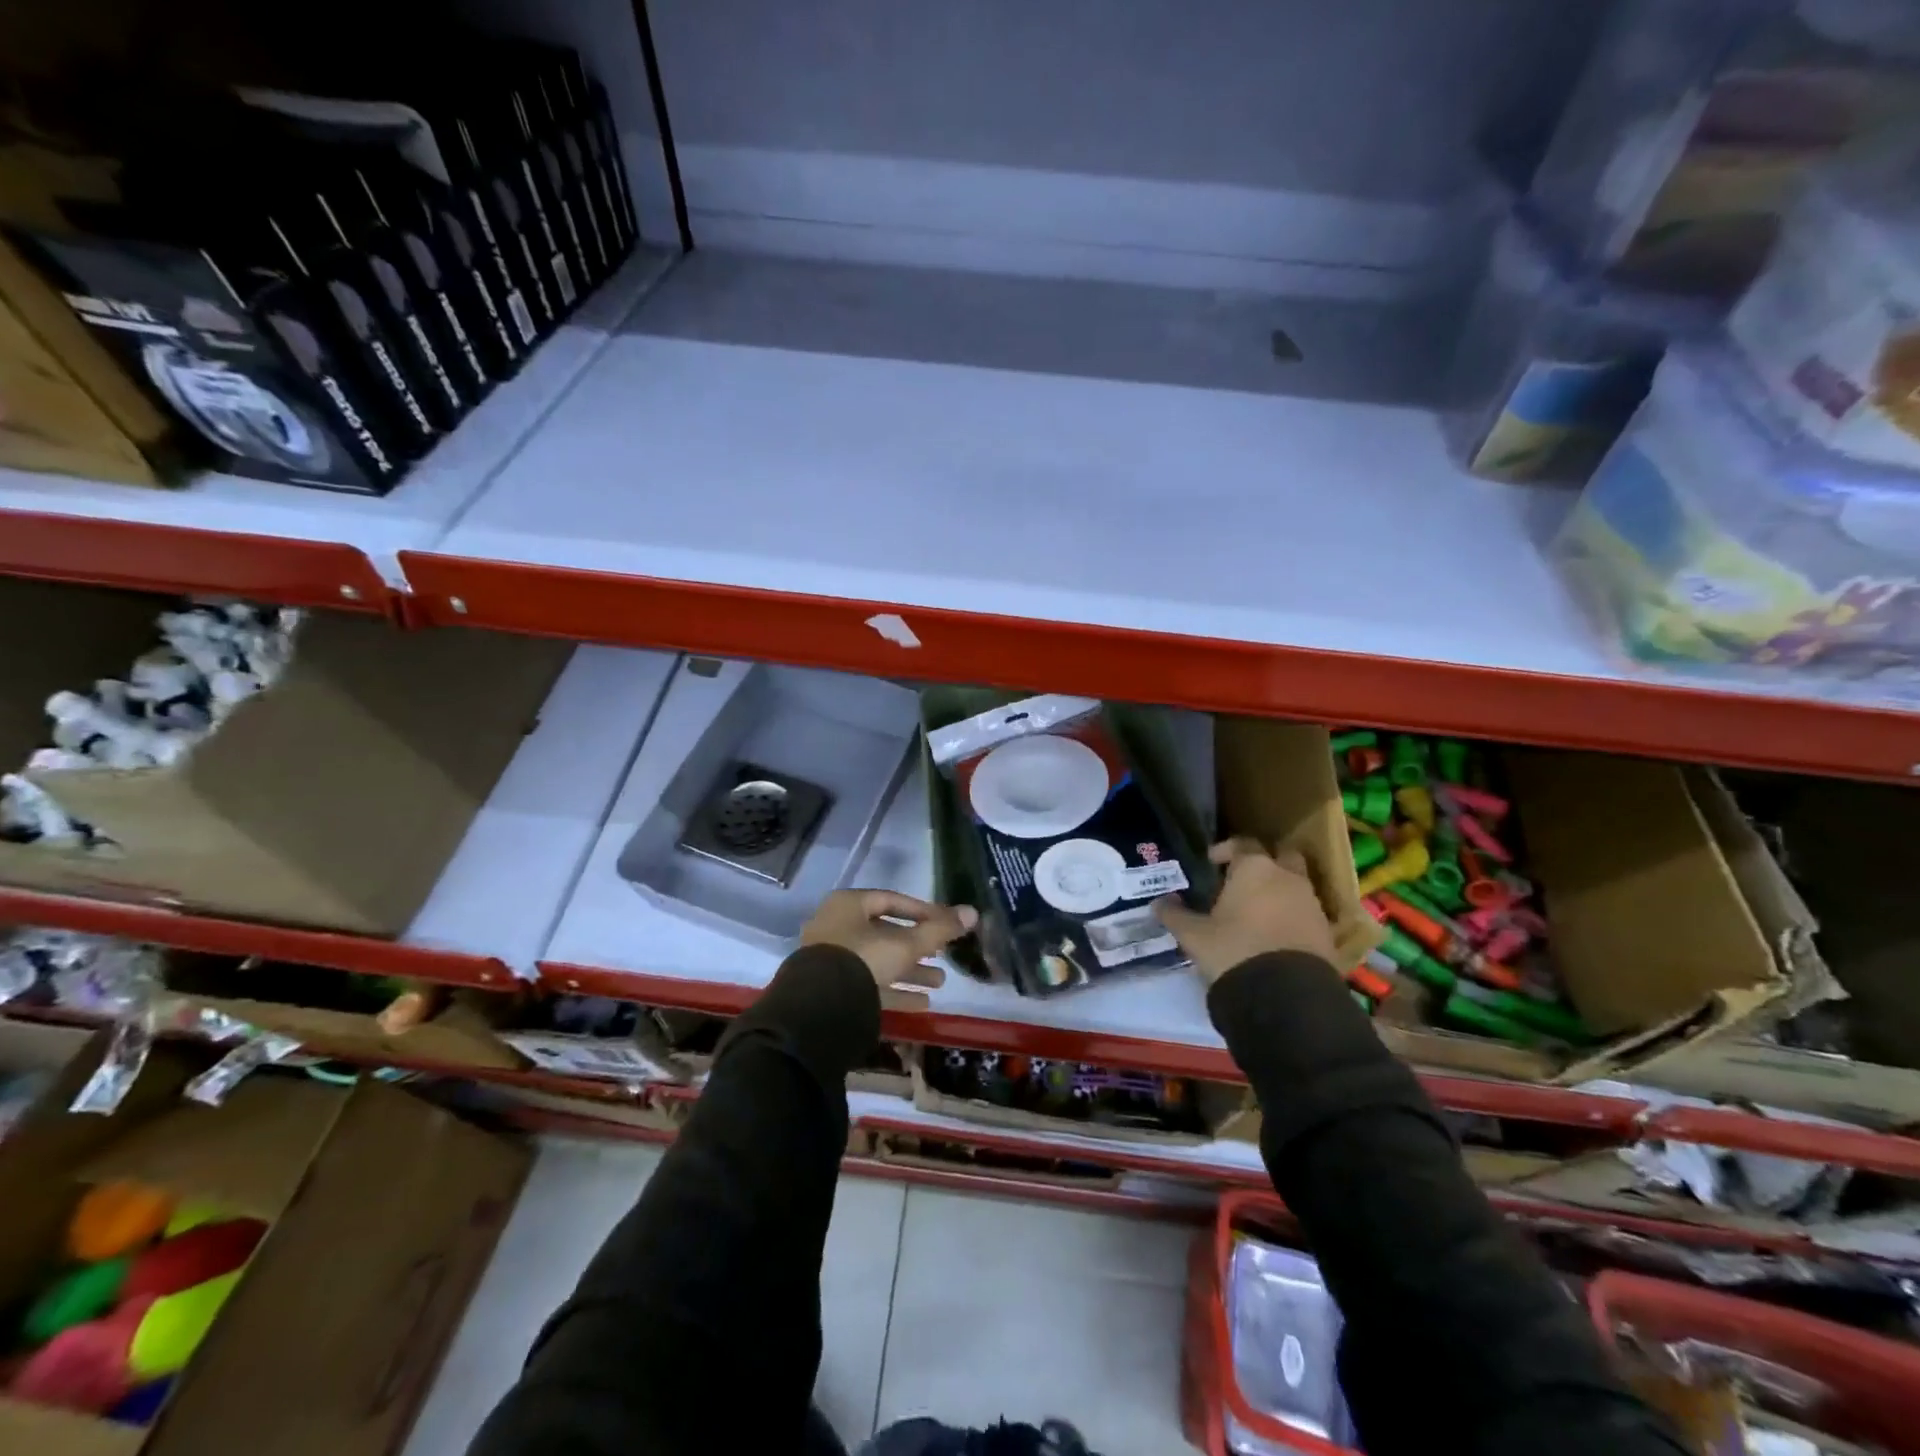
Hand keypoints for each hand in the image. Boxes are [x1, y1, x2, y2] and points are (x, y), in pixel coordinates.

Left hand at [801, 890, 976, 992]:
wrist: (821, 1008)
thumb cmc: (864, 959)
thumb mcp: (906, 944)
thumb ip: (940, 929)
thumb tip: (972, 912)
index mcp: (848, 905)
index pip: (892, 900)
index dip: (923, 911)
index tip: (946, 923)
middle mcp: (837, 927)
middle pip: (886, 934)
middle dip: (919, 947)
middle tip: (944, 955)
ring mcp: (832, 960)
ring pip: (879, 962)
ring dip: (910, 972)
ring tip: (941, 982)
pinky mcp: (833, 989)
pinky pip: (869, 985)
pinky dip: (895, 992)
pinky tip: (923, 1004)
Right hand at [1154, 838, 1337, 983]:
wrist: (1286, 995)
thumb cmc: (1234, 950)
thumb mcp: (1194, 935)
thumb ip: (1174, 915)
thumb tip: (1158, 903)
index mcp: (1255, 869)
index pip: (1241, 844)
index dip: (1225, 850)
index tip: (1211, 862)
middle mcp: (1287, 878)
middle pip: (1280, 856)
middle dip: (1264, 863)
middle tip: (1242, 880)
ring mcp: (1311, 903)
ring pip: (1296, 884)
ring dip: (1279, 891)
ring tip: (1256, 912)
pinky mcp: (1326, 931)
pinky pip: (1306, 912)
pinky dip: (1292, 916)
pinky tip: (1274, 935)